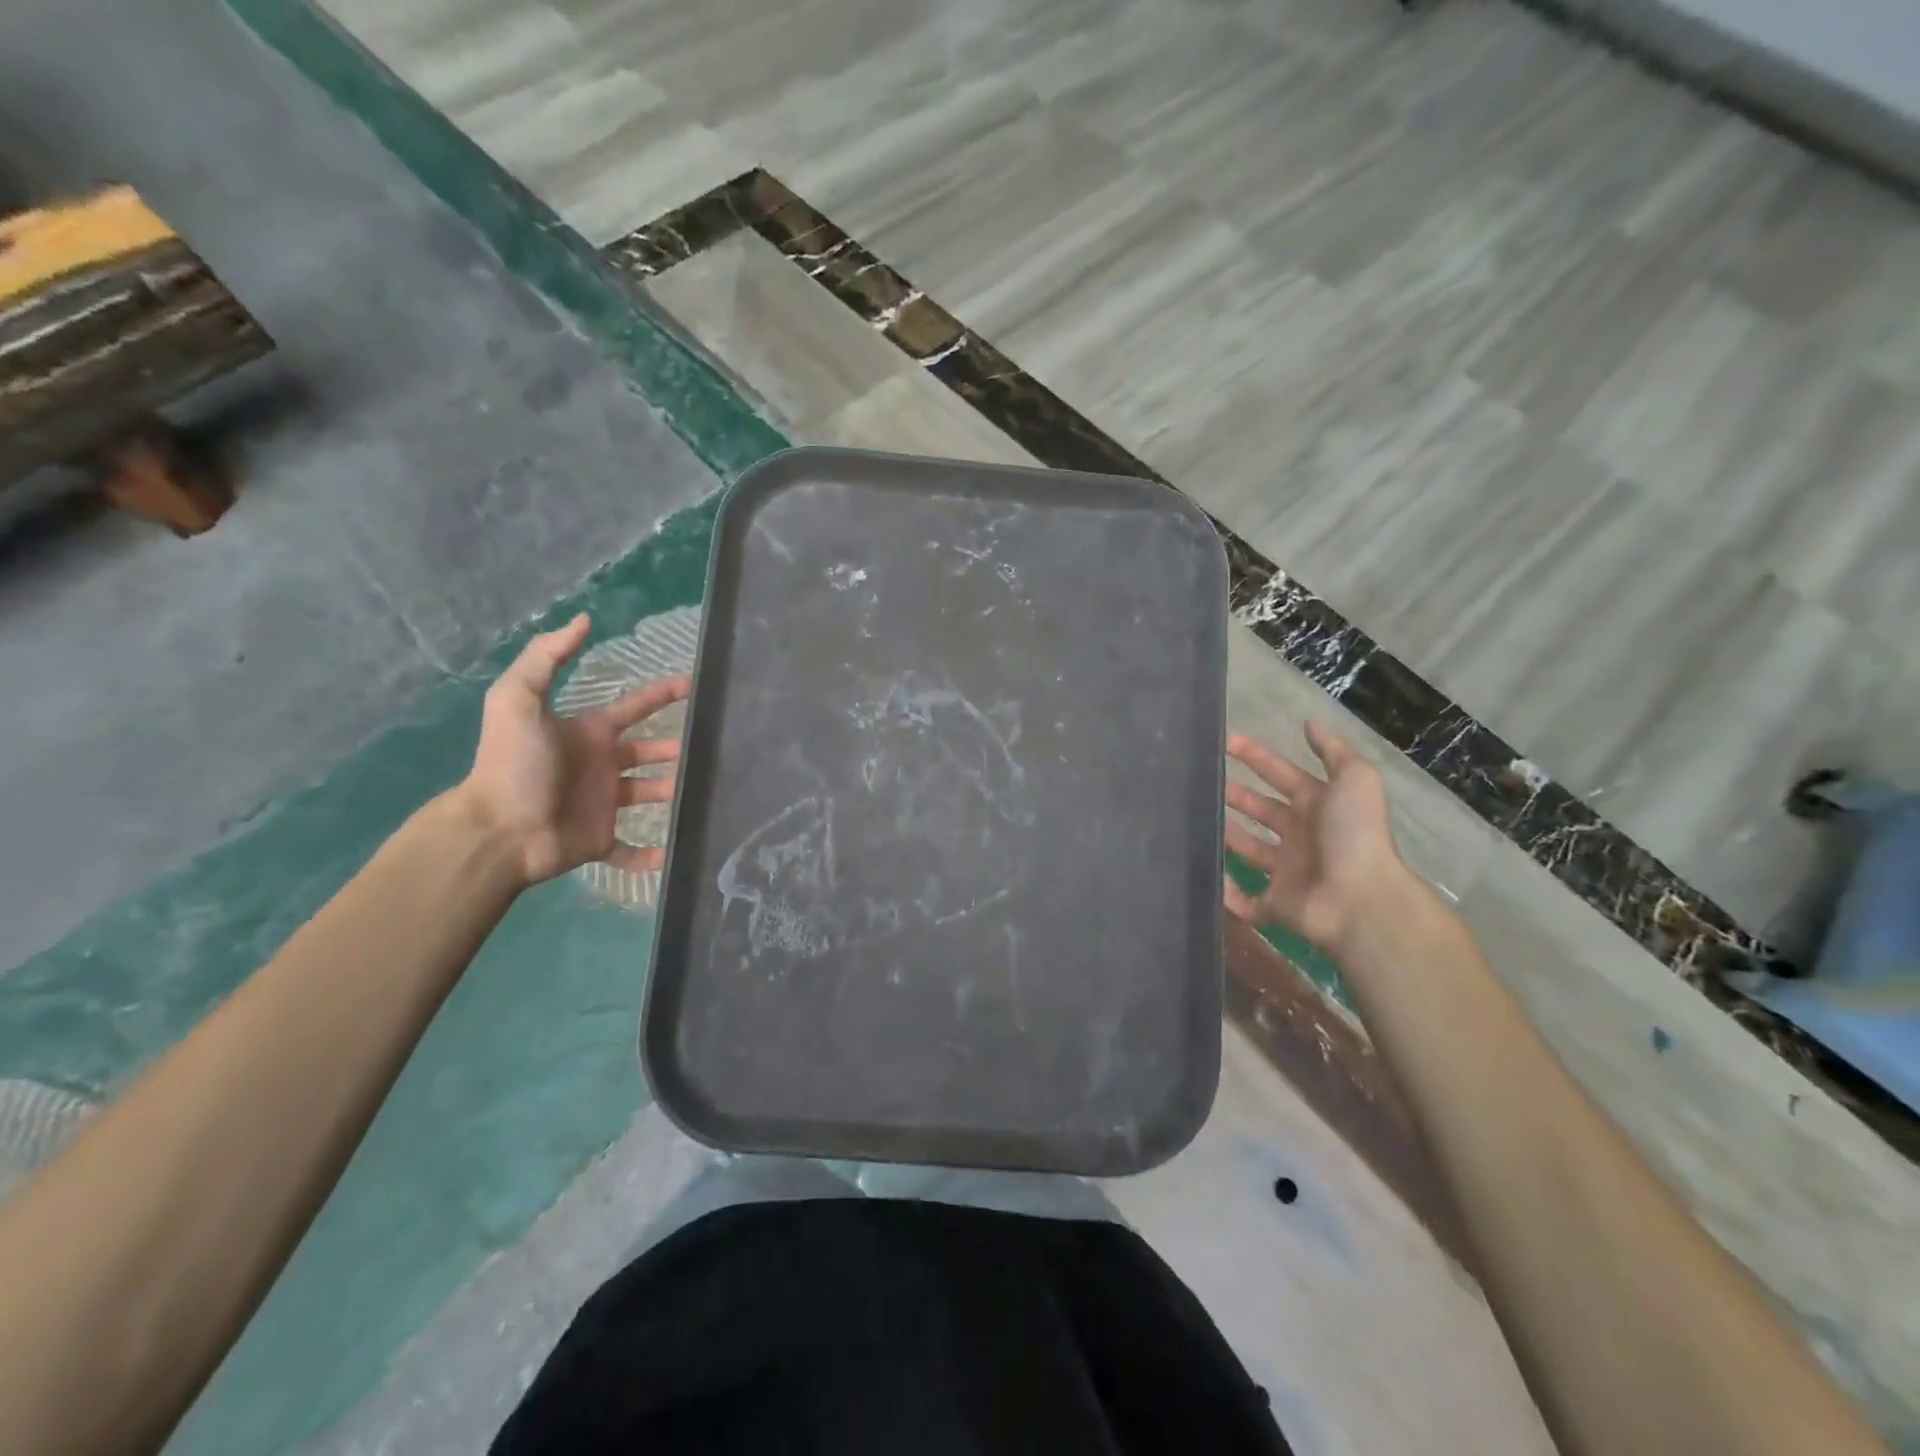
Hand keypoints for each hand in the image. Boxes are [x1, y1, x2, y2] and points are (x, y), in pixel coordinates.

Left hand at [460, 614, 691, 886]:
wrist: (498, 829)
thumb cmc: (515, 763)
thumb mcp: (519, 698)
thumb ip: (547, 657)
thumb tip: (583, 620)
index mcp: (587, 734)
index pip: (632, 708)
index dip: (661, 695)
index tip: (694, 686)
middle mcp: (599, 766)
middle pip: (645, 753)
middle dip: (672, 749)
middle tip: (708, 748)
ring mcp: (601, 805)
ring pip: (645, 796)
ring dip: (671, 794)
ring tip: (703, 792)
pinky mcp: (599, 841)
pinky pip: (629, 850)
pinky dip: (649, 855)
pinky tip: (673, 854)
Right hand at [1224, 723, 1406, 952]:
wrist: (1360, 899)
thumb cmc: (1353, 834)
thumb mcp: (1355, 780)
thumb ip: (1332, 750)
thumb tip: (1309, 723)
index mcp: (1317, 806)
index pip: (1280, 774)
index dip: (1255, 756)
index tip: (1224, 742)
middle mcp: (1301, 836)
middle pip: (1262, 810)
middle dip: (1237, 795)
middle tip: (1204, 782)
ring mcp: (1287, 871)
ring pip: (1250, 850)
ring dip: (1228, 836)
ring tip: (1197, 820)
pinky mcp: (1275, 904)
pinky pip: (1245, 900)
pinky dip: (1226, 892)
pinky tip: (1207, 875)